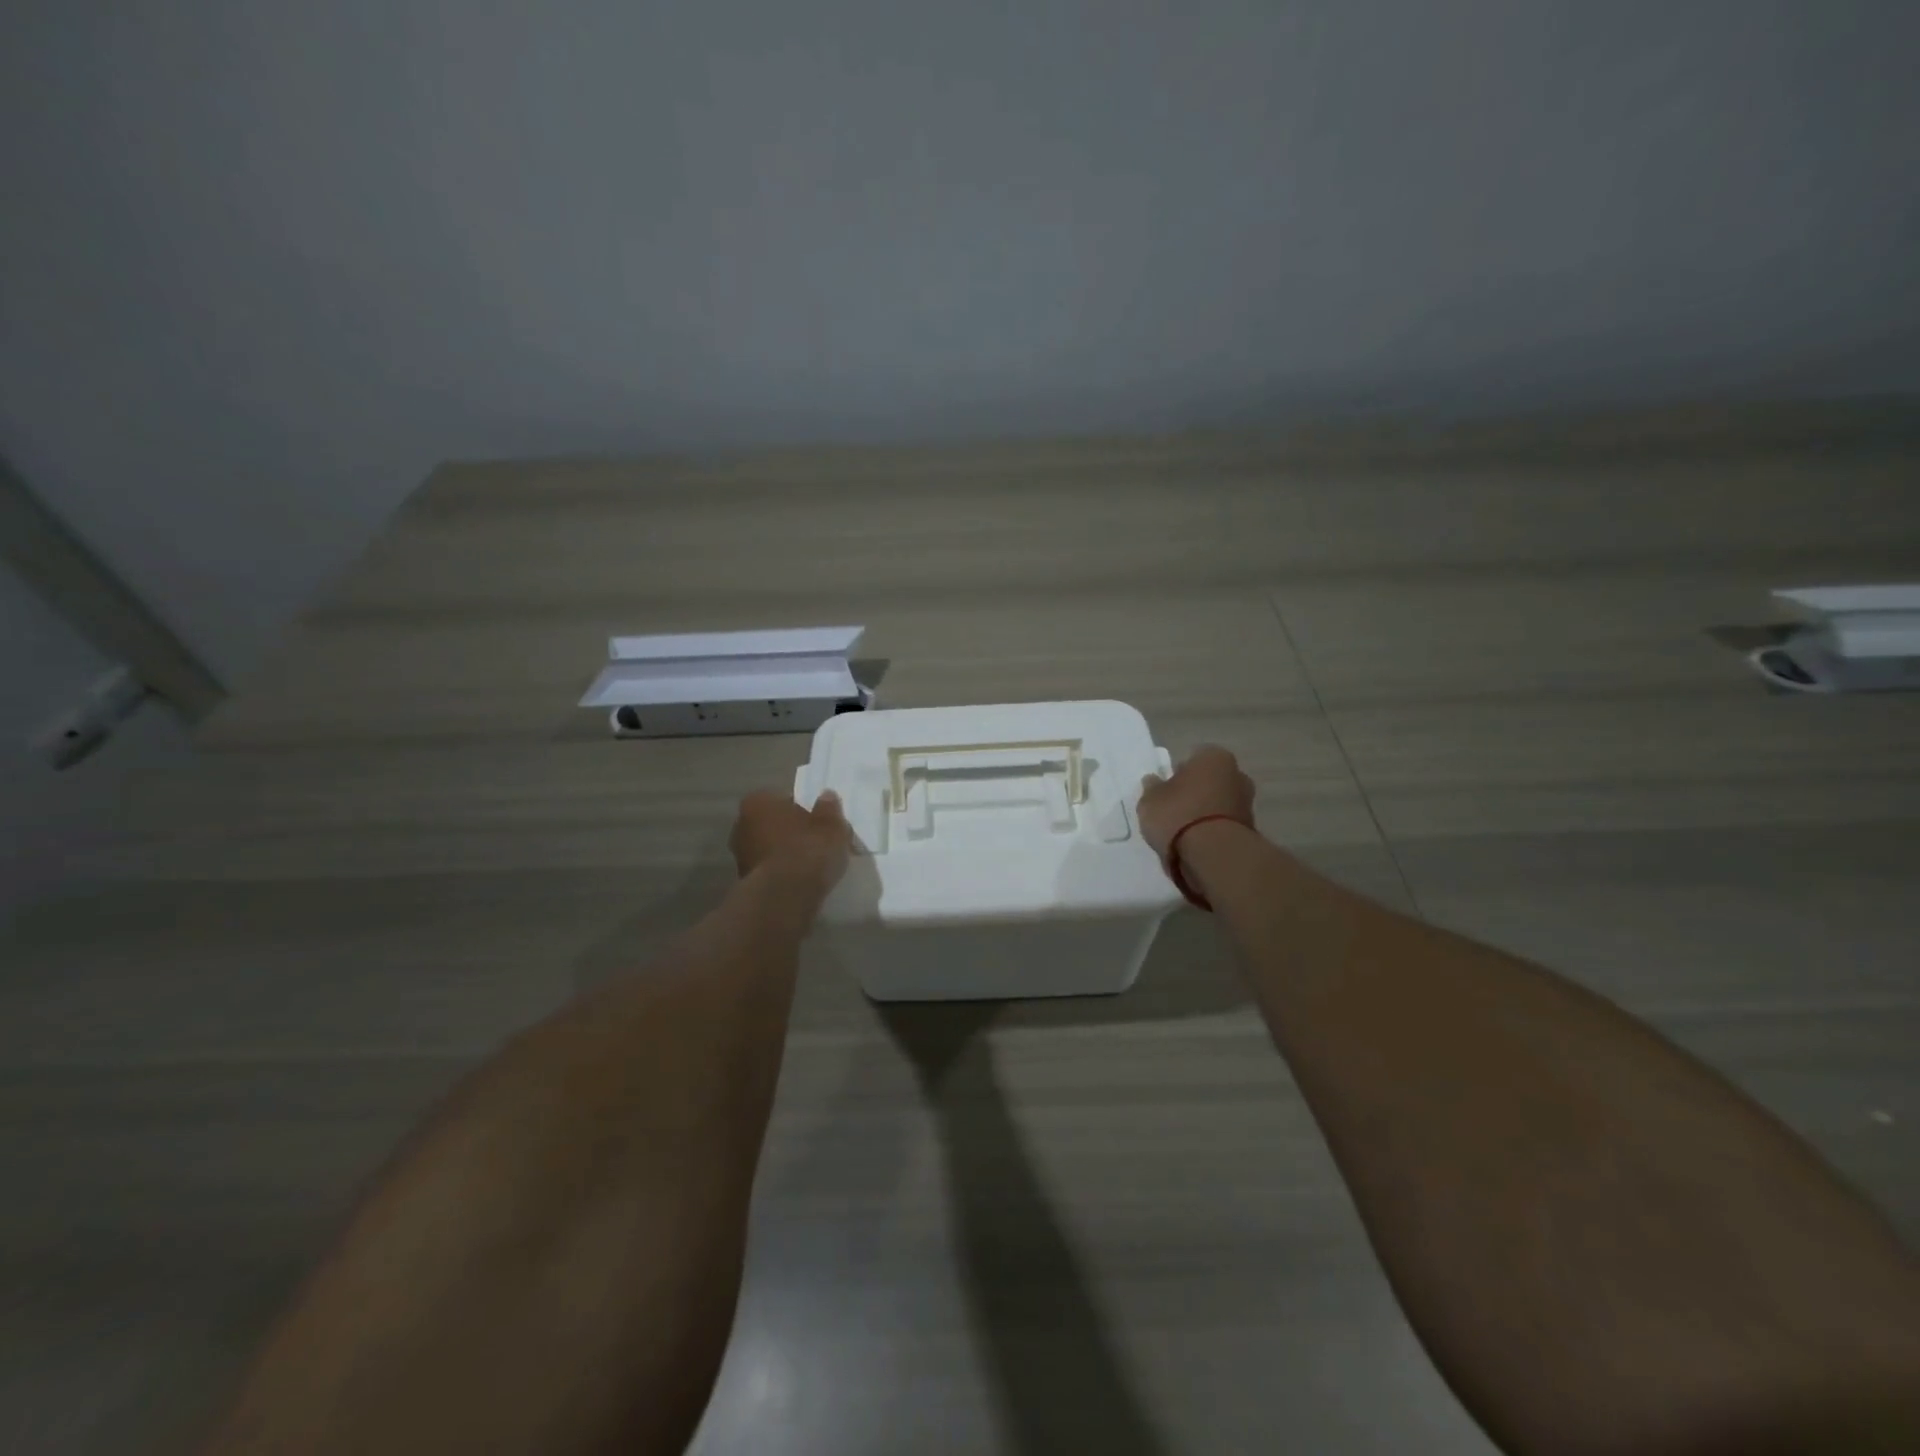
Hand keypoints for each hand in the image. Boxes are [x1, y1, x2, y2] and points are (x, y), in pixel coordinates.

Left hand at [729, 790, 852, 895]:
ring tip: (815, 864)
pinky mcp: (746, 883)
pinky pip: (771, 870)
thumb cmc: (807, 850)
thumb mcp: (830, 824)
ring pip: (772, 848)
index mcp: (757, 802)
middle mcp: (741, 825)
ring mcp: (740, 856)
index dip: (804, 809)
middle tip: (819, 842)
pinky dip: (785, 873)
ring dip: (789, 854)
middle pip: (775, 824)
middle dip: (793, 832)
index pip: (783, 799)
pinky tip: (804, 881)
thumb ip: (829, 808)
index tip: (821, 822)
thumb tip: (827, 797)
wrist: (786, 897)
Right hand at [1138, 746, 1255, 859]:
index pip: (1194, 757)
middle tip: (1174, 808)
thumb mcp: (1150, 799)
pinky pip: (1224, 826)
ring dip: (1206, 813)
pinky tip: (1196, 844)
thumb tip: (1154, 781)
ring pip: (1219, 803)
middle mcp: (1237, 774)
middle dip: (1196, 792)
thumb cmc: (1178, 815)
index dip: (1178, 772)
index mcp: (1214, 757)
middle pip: (1210, 780)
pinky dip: (1213, 832)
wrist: (1213, 855)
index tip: (1166, 789)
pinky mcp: (1250, 831)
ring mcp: (1248, 804)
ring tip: (1182, 832)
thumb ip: (1152, 787)